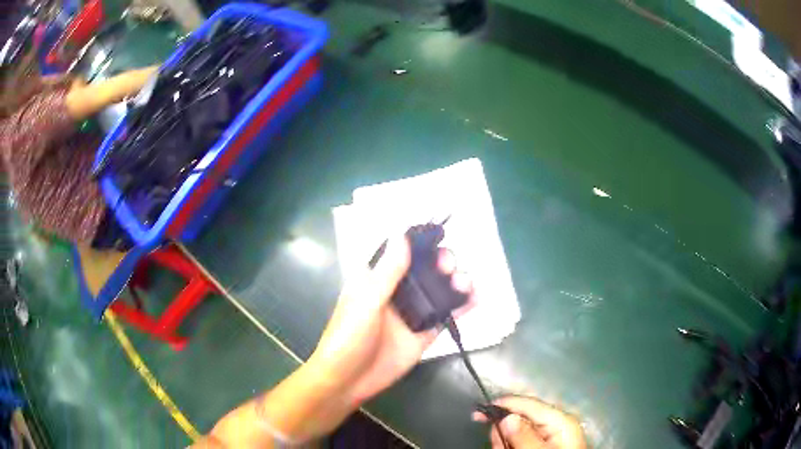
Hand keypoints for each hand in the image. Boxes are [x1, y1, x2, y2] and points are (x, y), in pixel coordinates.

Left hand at [309, 235, 473, 404]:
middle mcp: (396, 293)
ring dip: (455, 282)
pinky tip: (475, 299)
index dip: (421, 244)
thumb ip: (388, 272)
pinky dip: (460, 307)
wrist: (348, 381)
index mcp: (376, 280)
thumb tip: (402, 235)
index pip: (401, 254)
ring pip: (438, 291)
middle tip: (450, 266)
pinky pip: (445, 317)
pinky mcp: (423, 334)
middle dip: (441, 263)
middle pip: (425, 270)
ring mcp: (411, 314)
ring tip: (465, 283)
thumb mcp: (366, 301)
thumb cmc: (349, 337)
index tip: (440, 237)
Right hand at [473, 396, 586, 448]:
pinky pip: (525, 440)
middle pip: (522, 417)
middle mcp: (556, 423)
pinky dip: (513, 445)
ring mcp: (552, 434)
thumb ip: (524, 436)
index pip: (528, 404)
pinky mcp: (547, 443)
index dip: (503, 404)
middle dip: (504, 430)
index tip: (479, 411)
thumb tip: (507, 417)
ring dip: (507, 441)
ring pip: (520, 430)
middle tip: (497, 445)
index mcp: (559, 419)